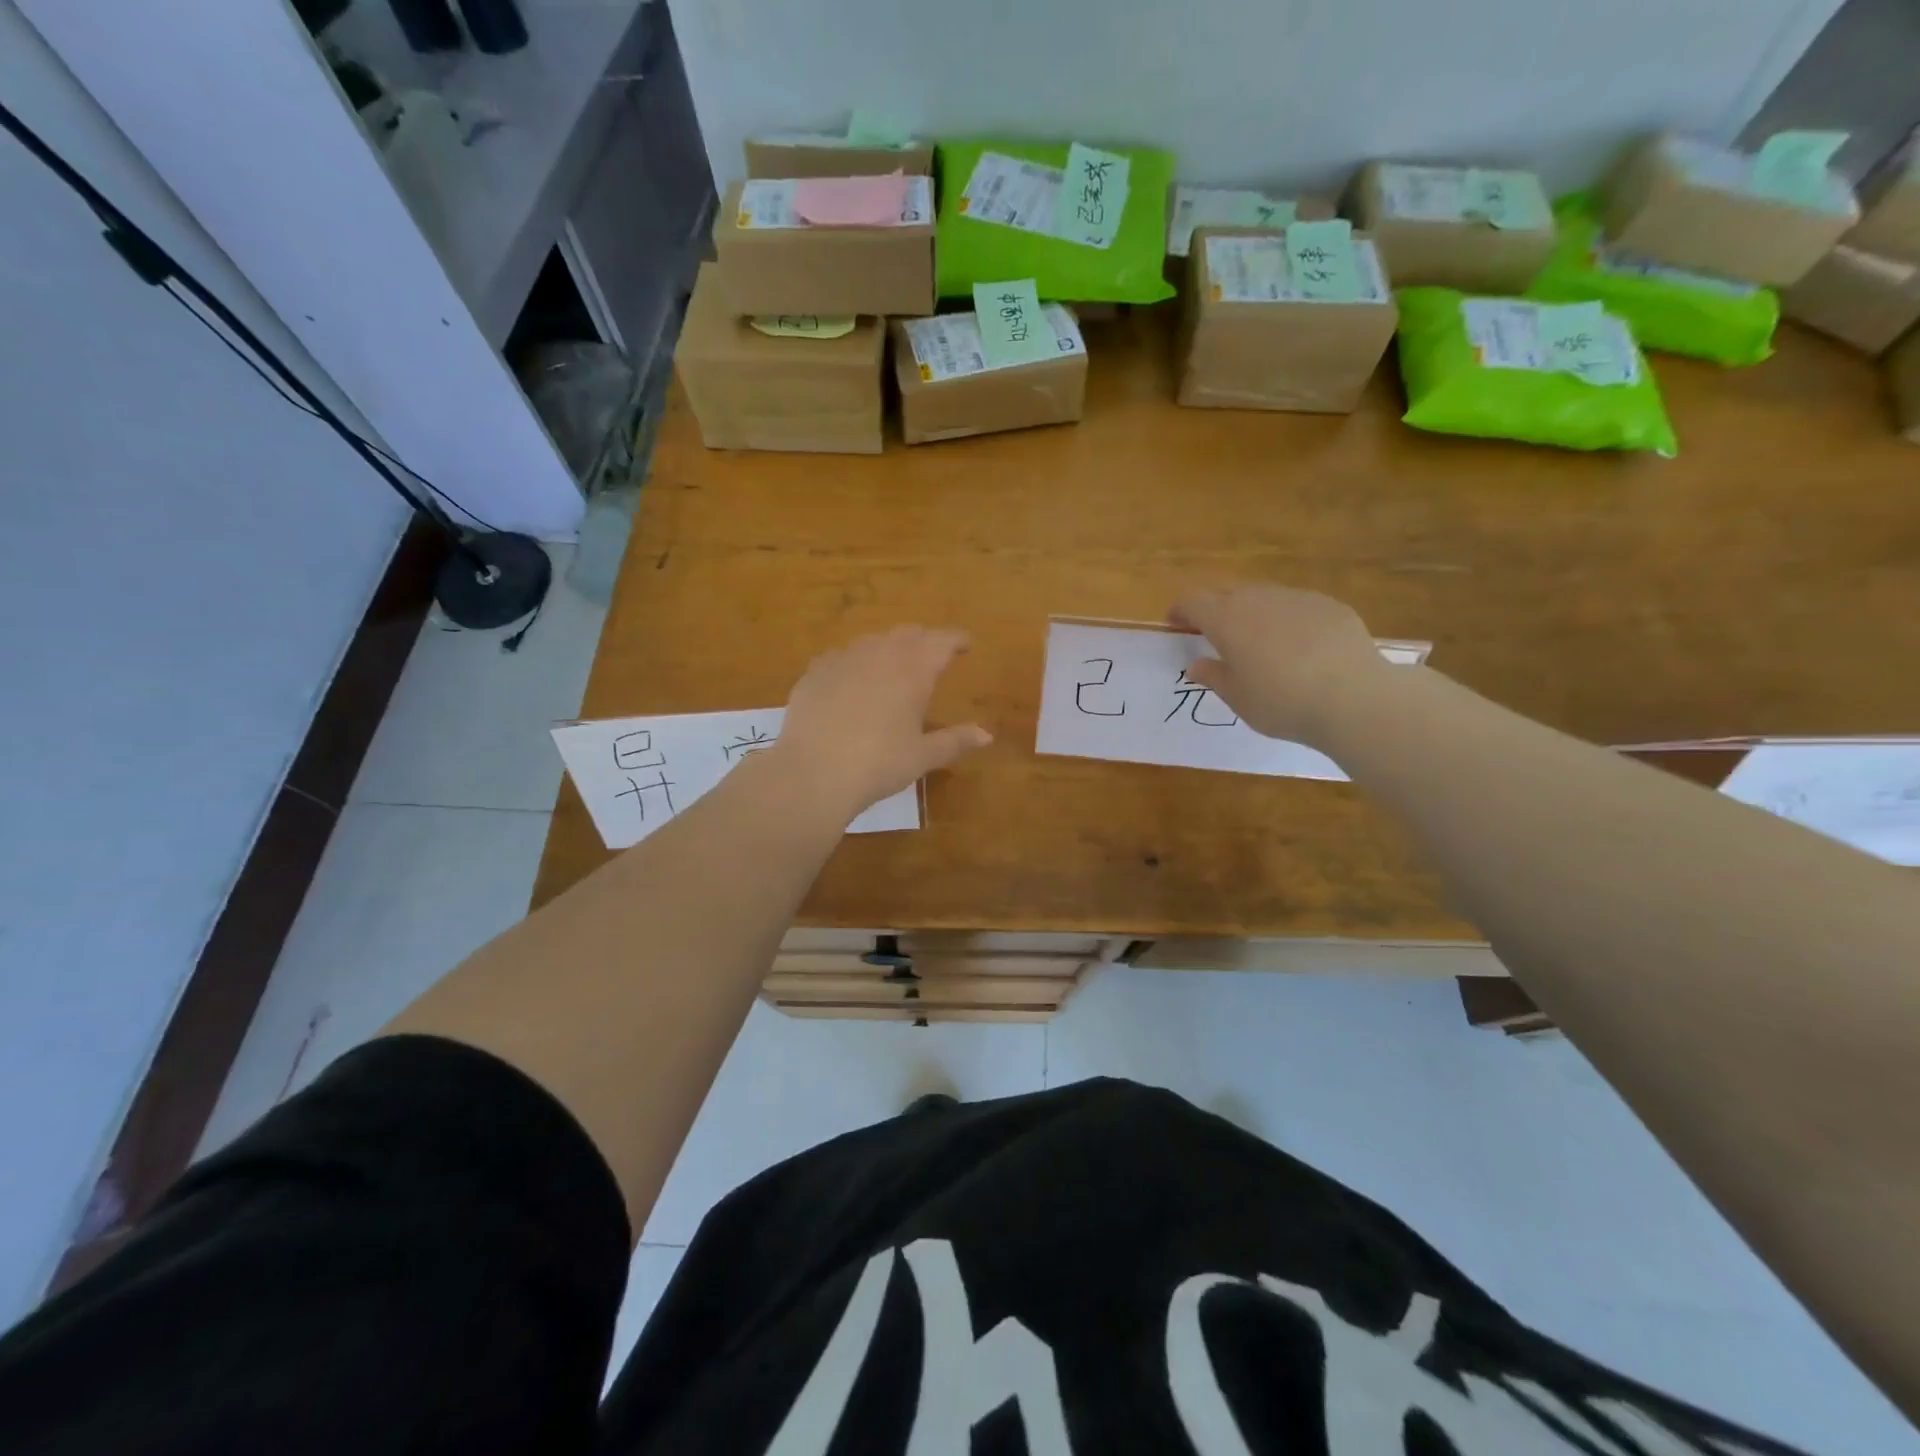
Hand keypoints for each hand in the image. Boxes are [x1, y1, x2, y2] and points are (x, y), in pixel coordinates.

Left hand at [773, 627, 991, 820]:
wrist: (814, 772)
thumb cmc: (879, 764)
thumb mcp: (923, 756)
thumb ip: (956, 740)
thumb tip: (986, 735)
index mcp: (913, 669)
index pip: (942, 642)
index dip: (957, 640)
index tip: (966, 644)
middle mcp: (880, 654)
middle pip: (907, 634)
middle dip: (923, 641)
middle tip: (931, 655)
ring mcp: (843, 659)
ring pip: (871, 642)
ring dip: (887, 649)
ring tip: (890, 667)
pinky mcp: (814, 672)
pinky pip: (840, 658)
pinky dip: (853, 665)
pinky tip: (850, 683)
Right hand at [1169, 585, 1395, 748]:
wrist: (1354, 698)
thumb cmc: (1282, 703)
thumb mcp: (1238, 698)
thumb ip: (1214, 676)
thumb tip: (1197, 665)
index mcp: (1227, 620)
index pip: (1193, 601)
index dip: (1180, 610)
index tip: (1176, 624)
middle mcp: (1259, 599)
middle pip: (1227, 594)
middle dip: (1216, 611)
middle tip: (1216, 637)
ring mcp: (1297, 598)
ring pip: (1264, 597)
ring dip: (1253, 614)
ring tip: (1261, 643)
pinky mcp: (1330, 605)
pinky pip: (1297, 606)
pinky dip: (1288, 620)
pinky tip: (1301, 648)